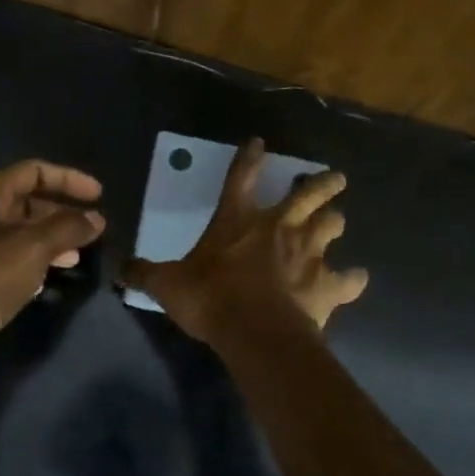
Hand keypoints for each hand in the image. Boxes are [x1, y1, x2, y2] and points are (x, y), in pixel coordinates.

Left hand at [0, 160, 105, 384]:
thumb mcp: (33, 248)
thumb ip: (68, 228)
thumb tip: (96, 218)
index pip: (33, 171)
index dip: (68, 179)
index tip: (99, 196)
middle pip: (28, 202)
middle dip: (62, 213)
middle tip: (91, 230)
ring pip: (22, 233)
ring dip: (52, 240)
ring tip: (77, 256)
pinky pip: (12, 258)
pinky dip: (35, 262)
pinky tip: (49, 279)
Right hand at [125, 137, 366, 345]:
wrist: (256, 332)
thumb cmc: (211, 299)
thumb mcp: (167, 286)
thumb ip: (145, 274)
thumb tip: (120, 269)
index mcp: (239, 220)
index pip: (242, 178)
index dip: (249, 158)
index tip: (258, 143)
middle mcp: (279, 228)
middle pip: (309, 194)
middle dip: (323, 183)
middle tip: (335, 177)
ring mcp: (309, 254)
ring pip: (333, 226)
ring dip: (335, 221)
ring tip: (338, 220)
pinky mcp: (327, 285)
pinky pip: (349, 279)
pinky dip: (352, 279)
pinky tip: (354, 279)